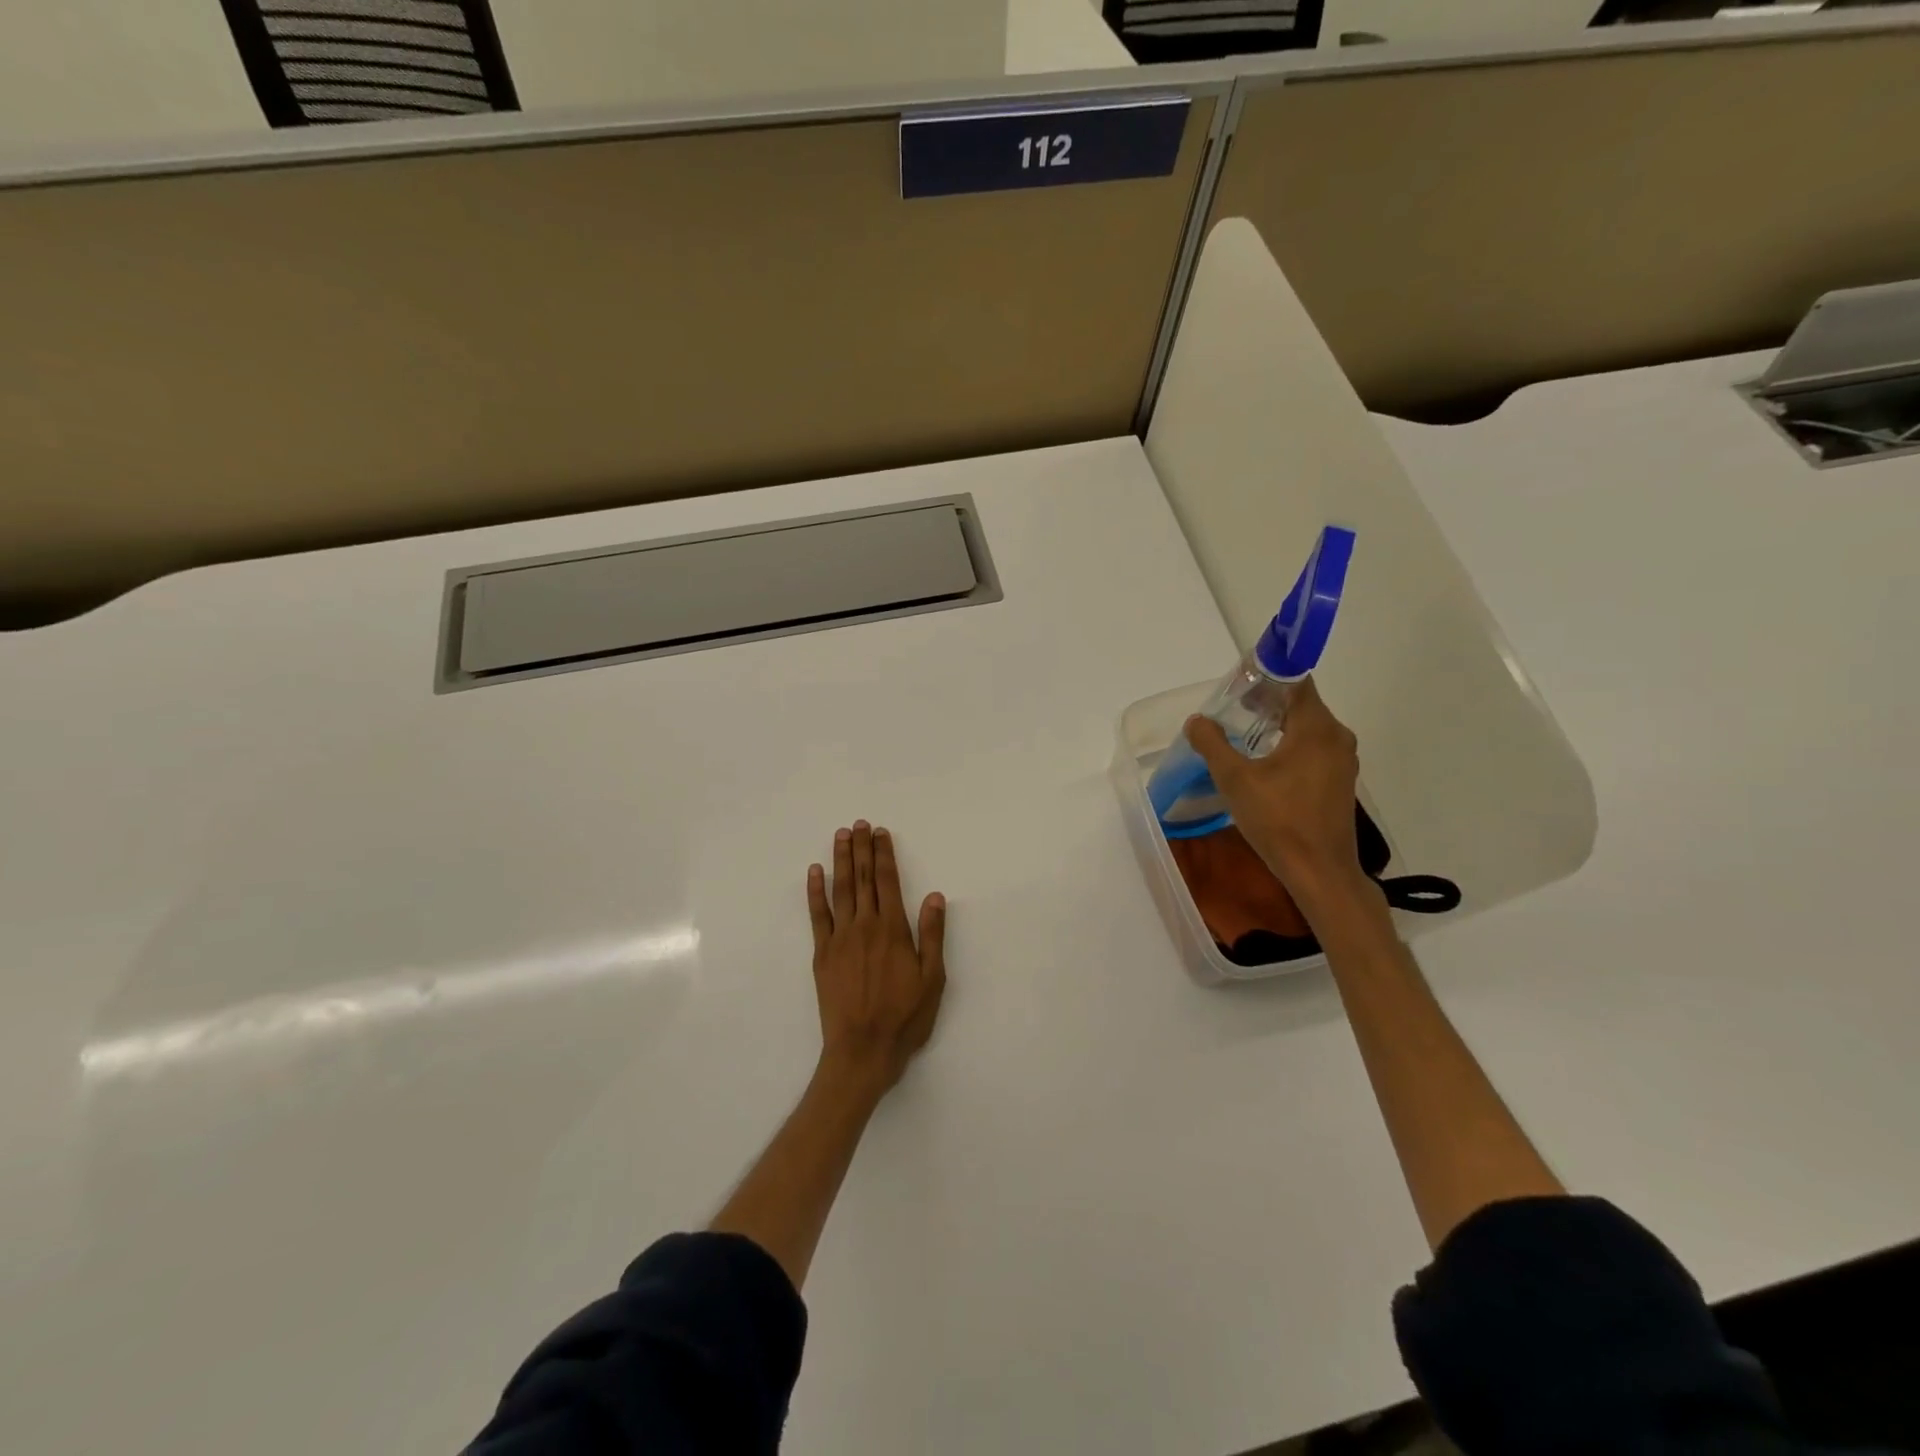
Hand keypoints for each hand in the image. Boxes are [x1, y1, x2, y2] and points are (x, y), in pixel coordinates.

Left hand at [807, 822, 946, 1093]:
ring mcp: (840, 938)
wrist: (863, 1050)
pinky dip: (815, 891)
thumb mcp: (933, 979)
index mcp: (893, 930)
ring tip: (841, 836)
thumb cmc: (905, 1017)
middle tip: (859, 823)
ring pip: (840, 890)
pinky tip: (814, 872)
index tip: (880, 832)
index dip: (884, 854)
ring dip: (840, 860)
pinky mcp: (822, 954)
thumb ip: (932, 934)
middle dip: (862, 849)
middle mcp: (865, 926)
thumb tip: (934, 895)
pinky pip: (817, 915)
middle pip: (863, 878)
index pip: (887, 881)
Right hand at [1184, 676, 1374, 913]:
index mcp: (1316, 728)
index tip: (1239, 683)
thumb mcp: (1234, 779)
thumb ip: (1213, 744)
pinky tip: (1264, 763)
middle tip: (1232, 709)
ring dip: (1277, 725)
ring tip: (1243, 734)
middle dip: (1267, 701)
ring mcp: (1342, 761)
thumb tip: (1197, 721)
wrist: (1319, 871)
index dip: (1267, 675)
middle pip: (1301, 704)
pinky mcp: (1339, 782)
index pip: (1296, 681)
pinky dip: (1289, 745)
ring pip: (1307, 728)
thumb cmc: (1278, 820)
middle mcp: (1336, 737)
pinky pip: (1313, 749)